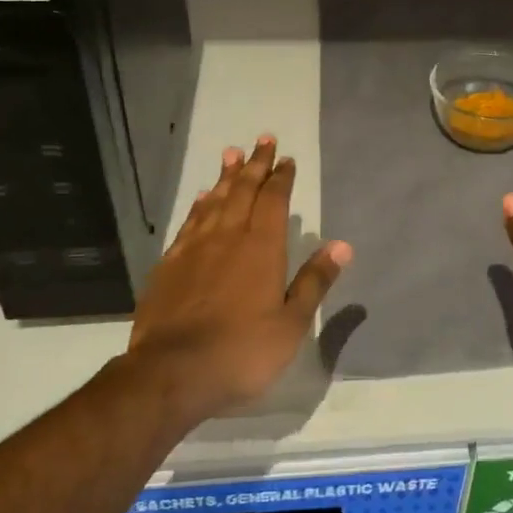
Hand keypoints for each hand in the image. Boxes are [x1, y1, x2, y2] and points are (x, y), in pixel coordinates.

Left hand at [127, 136, 350, 424]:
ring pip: (214, 201)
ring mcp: (194, 248)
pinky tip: (202, 198)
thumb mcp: (291, 323)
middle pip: (243, 190)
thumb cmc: (242, 351)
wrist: (171, 373)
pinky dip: (199, 204)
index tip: (286, 159)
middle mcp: (228, 237)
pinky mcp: (170, 264)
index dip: (281, 177)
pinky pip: (190, 222)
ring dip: (226, 176)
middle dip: (255, 164)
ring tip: (231, 154)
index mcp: (262, 248)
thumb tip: (342, 245)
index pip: (273, 200)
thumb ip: (314, 281)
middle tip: (262, 139)